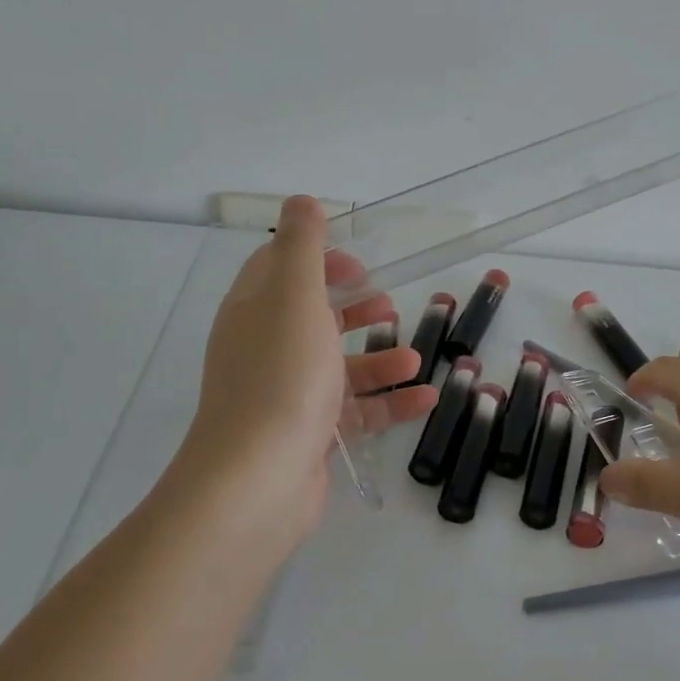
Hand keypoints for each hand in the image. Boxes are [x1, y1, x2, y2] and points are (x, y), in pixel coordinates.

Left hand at [169, 196, 437, 553]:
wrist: (257, 480)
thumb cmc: (281, 376)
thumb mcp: (294, 296)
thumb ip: (301, 246)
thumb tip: (300, 200)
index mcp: (255, 312)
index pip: (279, 271)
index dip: (319, 260)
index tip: (358, 265)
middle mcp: (265, 350)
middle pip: (312, 317)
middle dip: (353, 308)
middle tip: (388, 305)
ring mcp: (286, 395)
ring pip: (338, 365)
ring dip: (379, 356)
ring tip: (416, 356)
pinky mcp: (309, 434)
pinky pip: (354, 409)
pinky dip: (389, 399)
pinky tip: (425, 396)